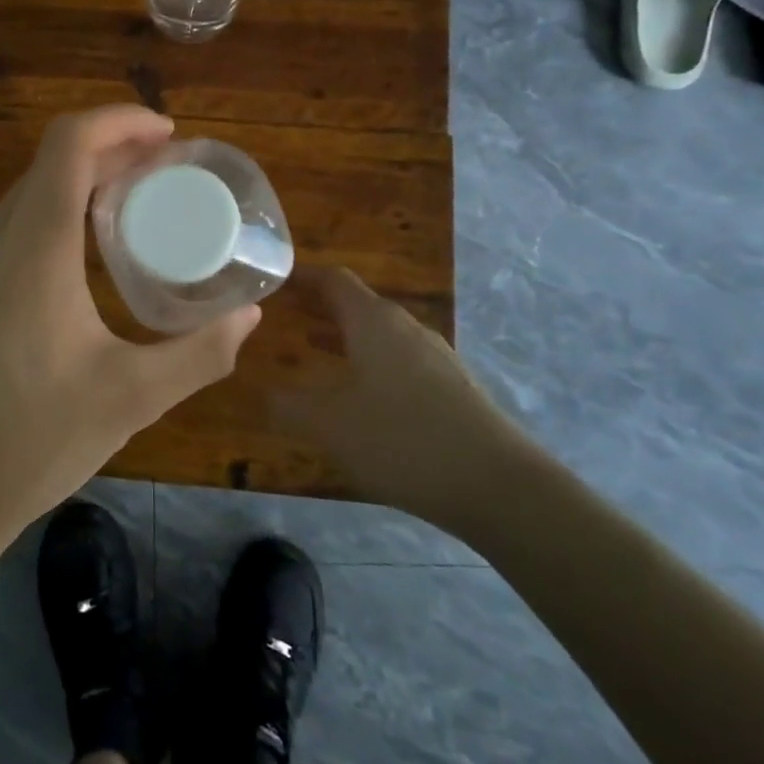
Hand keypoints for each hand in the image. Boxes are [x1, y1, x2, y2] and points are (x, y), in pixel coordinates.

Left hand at [0, 106, 260, 549]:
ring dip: (79, 186)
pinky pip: (7, 230)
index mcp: (32, 248)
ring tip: (132, 211)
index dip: (119, 121)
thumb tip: (250, 316)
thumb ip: (200, 353)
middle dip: (110, 152)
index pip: (69, 143)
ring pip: (27, 197)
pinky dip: (51, 218)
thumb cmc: (32, 443)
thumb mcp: (131, 399)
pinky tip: (79, 263)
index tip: (166, 135)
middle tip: (165, 173)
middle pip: (50, 164)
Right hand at [275, 267, 536, 535]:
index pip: (334, 280)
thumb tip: (264, 395)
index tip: (276, 281)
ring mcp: (436, 357)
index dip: (303, 277)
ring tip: (314, 351)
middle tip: (287, 316)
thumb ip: (289, 406)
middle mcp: (406, 328)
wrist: (499, 485)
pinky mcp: (455, 388)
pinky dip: (372, 363)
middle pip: (359, 304)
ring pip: (382, 334)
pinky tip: (363, 397)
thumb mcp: (330, 425)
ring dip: (347, 337)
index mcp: (374, 322)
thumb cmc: (403, 440)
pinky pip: (402, 361)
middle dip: (321, 308)